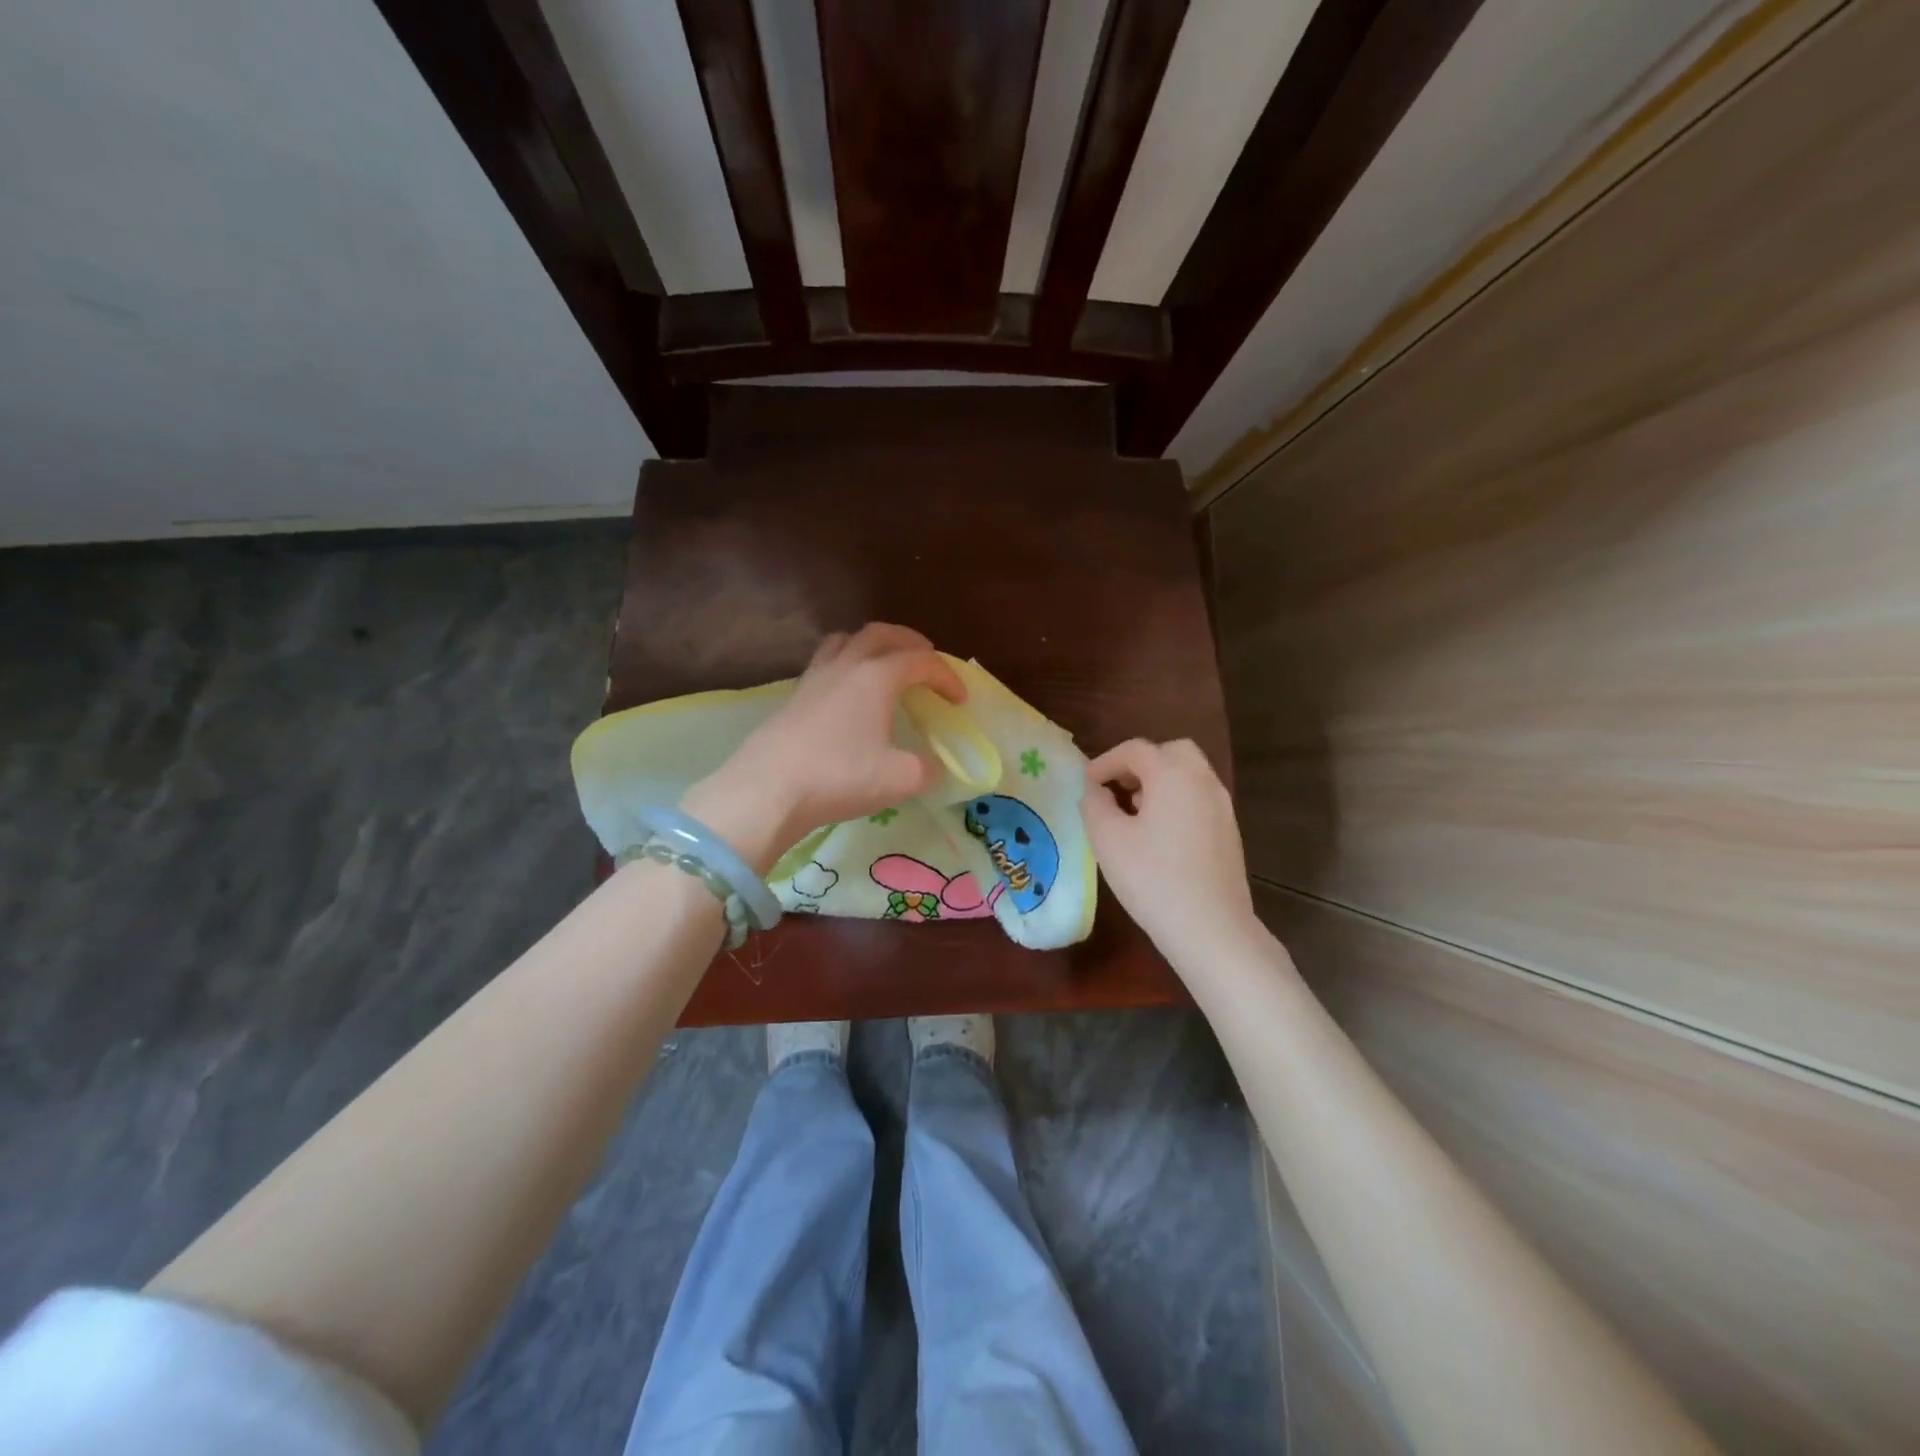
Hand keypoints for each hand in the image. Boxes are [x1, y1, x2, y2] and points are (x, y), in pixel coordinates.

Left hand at [683, 624, 964, 873]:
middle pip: (881, 634)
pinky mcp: (793, 696)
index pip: (920, 661)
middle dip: (910, 642)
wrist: (768, 789)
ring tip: (884, 664)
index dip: (946, 676)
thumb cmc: (840, 777)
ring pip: (846, 641)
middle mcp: (846, 666)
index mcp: (877, 677)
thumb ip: (927, 770)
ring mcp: (815, 678)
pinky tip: (847, 693)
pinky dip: (846, 664)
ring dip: (872, 645)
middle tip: (926, 660)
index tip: (960, 700)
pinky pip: (825, 663)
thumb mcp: (899, 779)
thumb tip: (936, 767)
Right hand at [1083, 739, 1257, 961]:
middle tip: (1116, 788)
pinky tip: (1158, 835)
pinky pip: (1198, 798)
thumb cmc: (1152, 878)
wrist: (1210, 928)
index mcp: (1173, 775)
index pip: (1135, 749)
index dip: (1106, 761)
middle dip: (1139, 764)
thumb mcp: (1108, 839)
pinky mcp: (1229, 831)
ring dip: (1158, 782)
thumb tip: (1095, 789)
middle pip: (1170, 752)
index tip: (1086, 784)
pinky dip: (1176, 800)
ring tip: (1132, 812)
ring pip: (1188, 775)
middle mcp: (1203, 781)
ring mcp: (1222, 806)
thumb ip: (1094, 804)